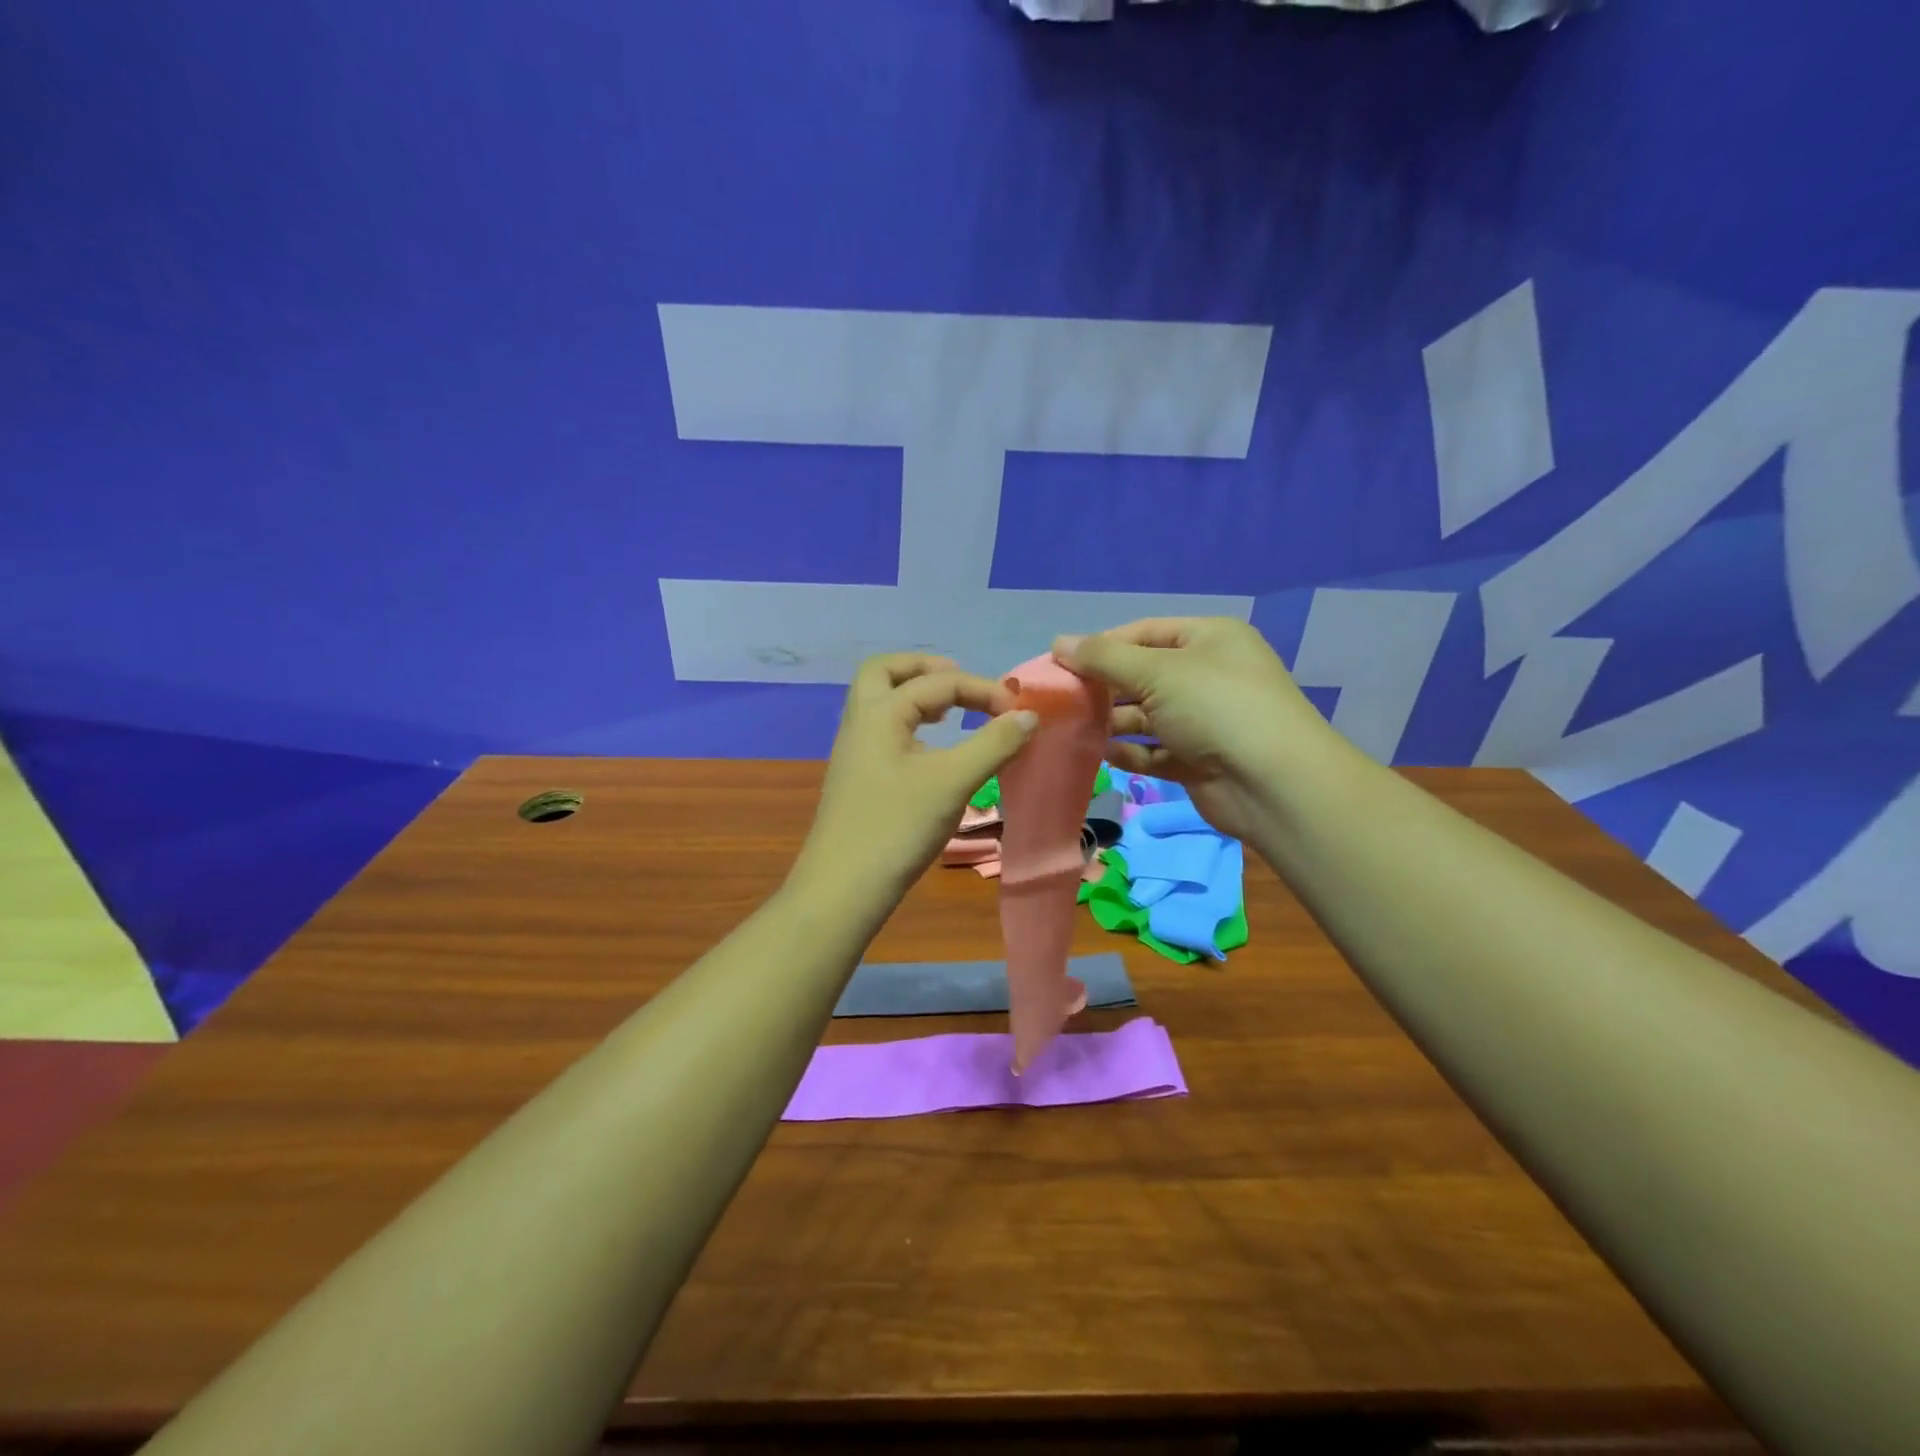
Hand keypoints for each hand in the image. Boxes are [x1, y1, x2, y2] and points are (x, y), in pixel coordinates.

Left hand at [793, 653, 1038, 902]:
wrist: (843, 888)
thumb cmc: (897, 827)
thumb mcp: (952, 782)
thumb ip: (993, 744)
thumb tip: (1029, 716)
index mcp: (879, 713)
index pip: (937, 682)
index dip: (982, 689)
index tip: (1018, 712)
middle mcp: (860, 723)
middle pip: (885, 672)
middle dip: (925, 668)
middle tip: (960, 680)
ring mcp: (854, 752)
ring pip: (879, 702)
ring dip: (914, 695)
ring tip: (951, 711)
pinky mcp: (858, 778)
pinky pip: (882, 731)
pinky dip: (909, 724)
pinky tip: (932, 751)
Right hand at [1054, 618, 1346, 842]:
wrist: (1272, 783)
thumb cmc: (1215, 707)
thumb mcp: (1157, 671)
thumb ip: (1103, 658)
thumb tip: (1058, 642)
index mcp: (1208, 639)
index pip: (1143, 633)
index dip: (1101, 646)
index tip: (1060, 663)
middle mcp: (1207, 675)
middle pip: (1142, 675)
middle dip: (1104, 687)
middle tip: (1062, 700)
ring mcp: (1204, 720)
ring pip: (1146, 716)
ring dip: (1113, 722)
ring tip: (1075, 728)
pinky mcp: (1197, 760)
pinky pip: (1155, 750)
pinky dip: (1131, 752)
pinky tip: (1105, 754)